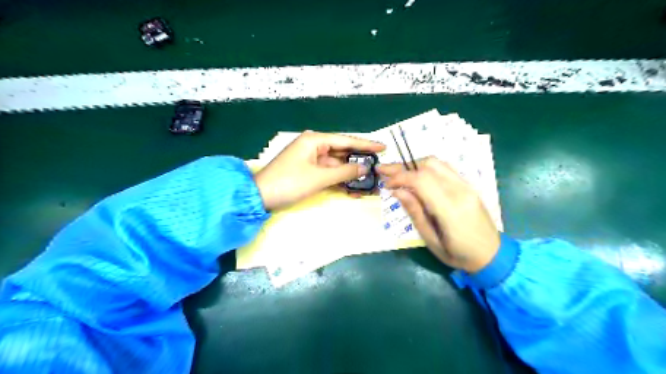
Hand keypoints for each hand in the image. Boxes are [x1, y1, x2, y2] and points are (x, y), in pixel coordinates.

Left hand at [255, 130, 384, 210]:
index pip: (346, 140)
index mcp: (315, 140)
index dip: (366, 144)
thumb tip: (365, 168)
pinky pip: (329, 173)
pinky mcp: (308, 171)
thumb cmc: (289, 183)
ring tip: (370, 180)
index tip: (383, 146)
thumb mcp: (319, 177)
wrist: (260, 197)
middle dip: (359, 161)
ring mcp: (311, 159)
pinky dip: (340, 179)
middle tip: (379, 167)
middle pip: (342, 151)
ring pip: (336, 164)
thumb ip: (344, 172)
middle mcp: (314, 145)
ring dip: (350, 173)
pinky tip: (353, 187)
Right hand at [380, 156, 499, 272]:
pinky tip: (418, 177)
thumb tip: (397, 191)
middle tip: (386, 172)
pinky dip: (427, 168)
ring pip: (437, 163)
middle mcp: (460, 190)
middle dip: (403, 167)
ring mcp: (467, 186)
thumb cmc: (458, 254)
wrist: (492, 255)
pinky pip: (445, 168)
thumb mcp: (431, 240)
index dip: (399, 177)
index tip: (386, 184)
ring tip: (400, 174)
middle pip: (428, 165)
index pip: (421, 180)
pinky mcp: (469, 185)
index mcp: (449, 208)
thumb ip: (415, 213)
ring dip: (415, 165)